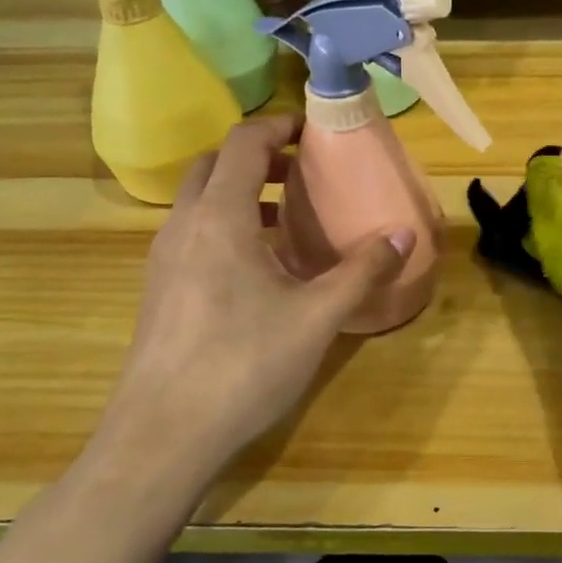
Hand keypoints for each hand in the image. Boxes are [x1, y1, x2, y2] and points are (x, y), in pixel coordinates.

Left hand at [87, 116, 412, 495]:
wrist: (162, 436)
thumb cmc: (243, 365)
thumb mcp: (317, 317)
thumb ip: (362, 271)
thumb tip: (403, 234)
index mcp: (219, 216)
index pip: (242, 143)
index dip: (277, 125)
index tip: (311, 129)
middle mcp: (183, 226)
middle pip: (214, 164)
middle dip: (256, 157)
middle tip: (299, 172)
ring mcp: (163, 259)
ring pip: (199, 201)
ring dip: (239, 193)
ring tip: (284, 218)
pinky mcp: (158, 290)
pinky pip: (192, 234)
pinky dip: (224, 226)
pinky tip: (258, 268)